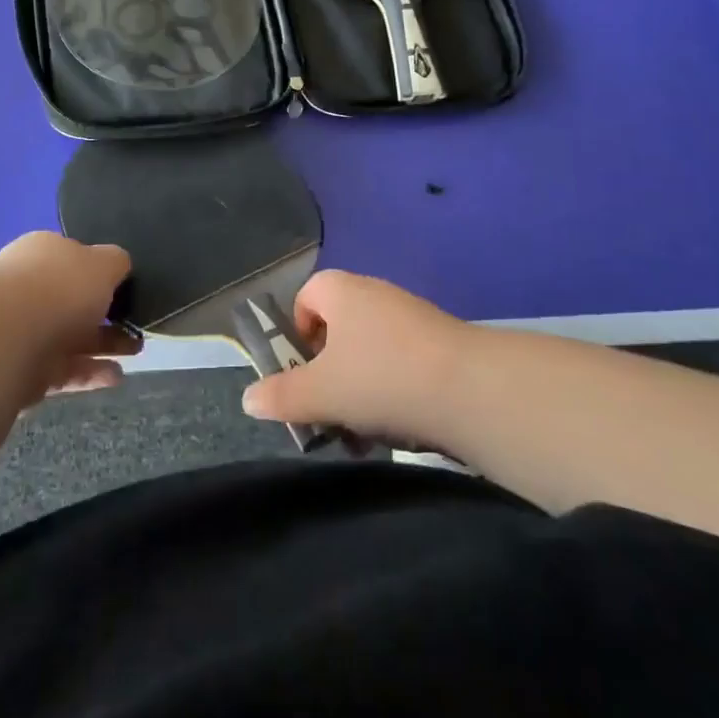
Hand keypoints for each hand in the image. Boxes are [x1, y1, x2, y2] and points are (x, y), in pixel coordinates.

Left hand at [0, 232, 140, 401]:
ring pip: (71, 337)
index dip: (100, 272)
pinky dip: (90, 373)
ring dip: (104, 344)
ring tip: (136, 350)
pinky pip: (64, 370)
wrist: (7, 340)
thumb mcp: (104, 262)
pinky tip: (116, 377)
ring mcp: (24, 331)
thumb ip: (116, 263)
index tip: (126, 287)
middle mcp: (30, 288)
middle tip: (137, 323)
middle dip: (107, 312)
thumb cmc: (60, 287)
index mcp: (44, 253)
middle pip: (73, 301)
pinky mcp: (24, 371)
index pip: (74, 259)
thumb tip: (119, 265)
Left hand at [0, 232, 138, 498]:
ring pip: (49, 345)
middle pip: (57, 310)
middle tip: (129, 349)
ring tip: (118, 373)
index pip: (71, 274)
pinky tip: (91, 387)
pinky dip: (67, 379)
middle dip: (93, 326)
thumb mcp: (88, 267)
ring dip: (85, 355)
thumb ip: (108, 264)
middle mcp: (7, 293)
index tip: (129, 317)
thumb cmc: (43, 295)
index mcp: (31, 261)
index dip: (103, 292)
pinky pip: (37, 377)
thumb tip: (117, 264)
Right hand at [240, 270, 470, 449]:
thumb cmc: (381, 379)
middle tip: (332, 407)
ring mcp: (411, 313)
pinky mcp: (441, 339)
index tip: (305, 373)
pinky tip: (402, 423)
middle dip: (330, 369)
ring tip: (368, 427)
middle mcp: (374, 291)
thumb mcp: (321, 393)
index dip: (297, 334)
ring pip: (370, 348)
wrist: (471, 389)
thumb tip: (247, 398)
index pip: (306, 297)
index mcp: (341, 290)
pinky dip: (395, 387)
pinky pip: (403, 360)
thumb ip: (281, 395)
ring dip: (362, 385)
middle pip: (338, 326)